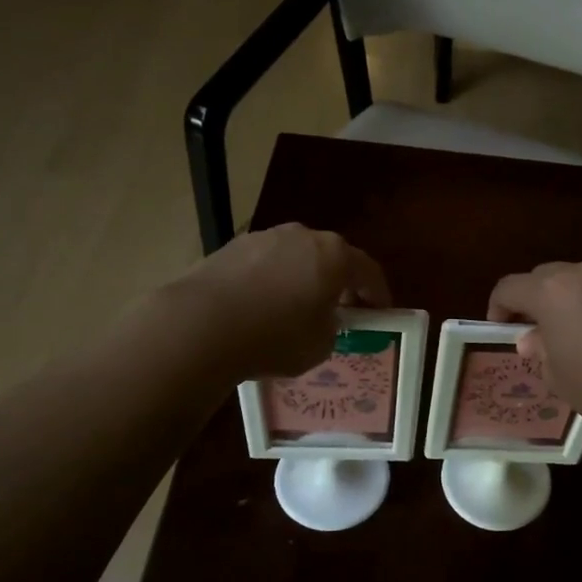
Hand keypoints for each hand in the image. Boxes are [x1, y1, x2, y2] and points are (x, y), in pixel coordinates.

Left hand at [177, 224, 389, 382]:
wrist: (201, 325)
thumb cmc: (275, 337)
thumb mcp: (320, 345)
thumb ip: (331, 327)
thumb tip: (322, 319)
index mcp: (335, 255)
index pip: (369, 271)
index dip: (378, 294)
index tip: (380, 313)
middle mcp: (303, 236)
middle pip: (331, 257)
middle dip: (338, 283)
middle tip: (339, 310)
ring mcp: (264, 238)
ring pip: (295, 258)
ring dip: (302, 279)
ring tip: (295, 309)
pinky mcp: (231, 247)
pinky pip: (264, 264)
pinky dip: (270, 281)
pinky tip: (261, 307)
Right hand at [488, 262, 581, 435]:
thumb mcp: (560, 379)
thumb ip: (541, 353)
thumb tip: (534, 340)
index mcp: (551, 292)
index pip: (510, 287)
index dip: (498, 306)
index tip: (501, 328)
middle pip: (544, 276)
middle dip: (534, 300)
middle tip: (538, 332)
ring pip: (580, 280)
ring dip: (569, 300)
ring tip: (577, 333)